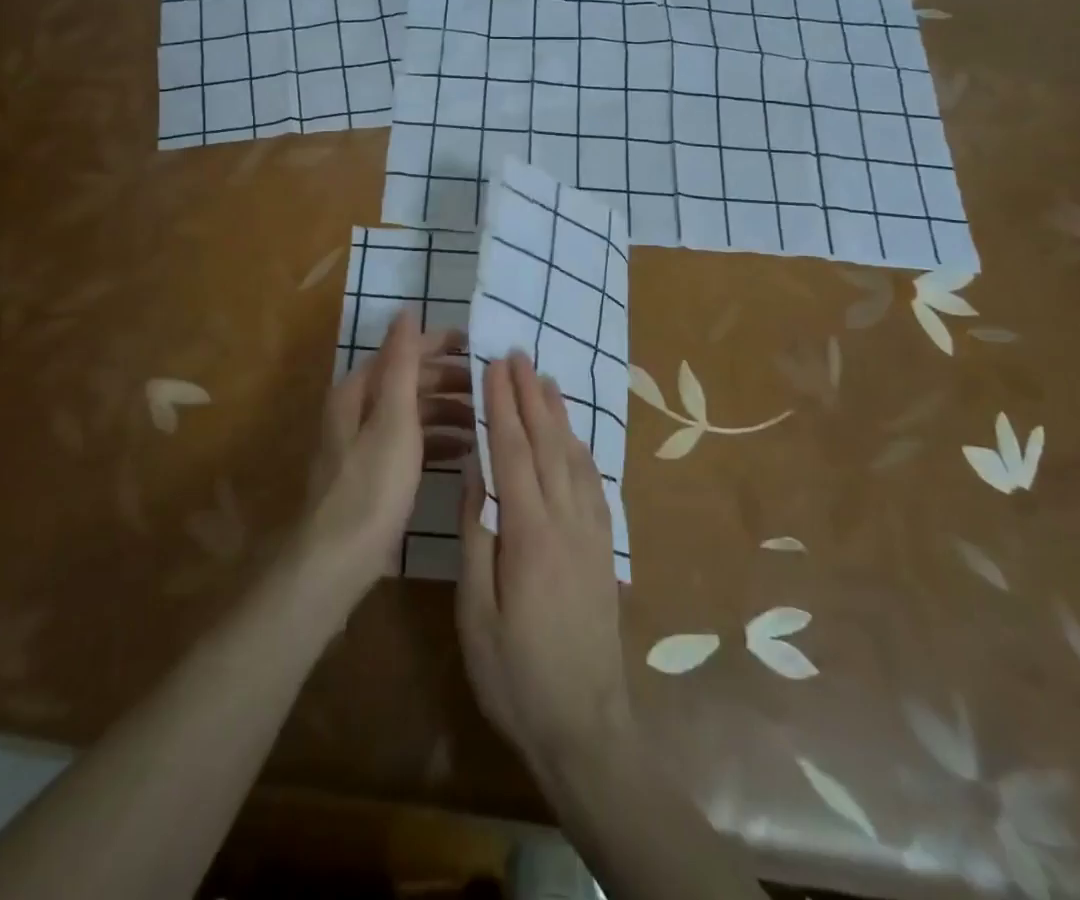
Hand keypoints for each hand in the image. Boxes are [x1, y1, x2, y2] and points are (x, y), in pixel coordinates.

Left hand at [298, 312, 469, 595]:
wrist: (338, 560)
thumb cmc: (372, 484)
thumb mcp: (393, 418)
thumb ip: (402, 363)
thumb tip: (406, 311)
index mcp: (359, 391)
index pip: (404, 352)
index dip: (439, 344)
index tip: (479, 346)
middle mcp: (359, 410)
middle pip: (410, 382)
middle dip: (449, 381)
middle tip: (490, 388)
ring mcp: (367, 444)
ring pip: (413, 414)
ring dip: (447, 412)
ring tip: (484, 421)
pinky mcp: (376, 473)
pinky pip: (412, 443)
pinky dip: (437, 441)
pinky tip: (464, 451)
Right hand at [457, 352, 631, 776]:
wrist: (585, 725)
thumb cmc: (515, 673)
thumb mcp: (476, 610)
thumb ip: (476, 534)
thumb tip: (475, 471)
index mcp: (530, 532)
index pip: (514, 451)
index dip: (503, 404)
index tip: (494, 364)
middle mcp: (567, 520)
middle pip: (547, 442)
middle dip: (530, 394)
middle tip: (518, 354)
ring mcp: (591, 531)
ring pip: (574, 456)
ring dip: (558, 413)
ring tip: (545, 379)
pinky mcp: (604, 547)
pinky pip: (593, 482)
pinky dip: (580, 448)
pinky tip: (574, 436)